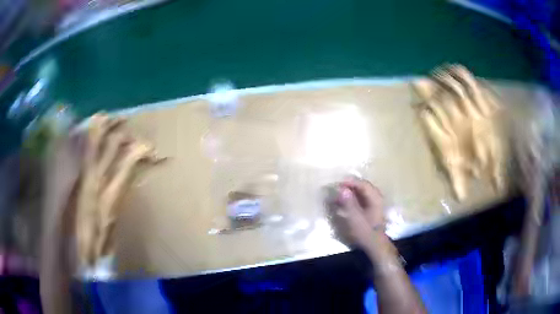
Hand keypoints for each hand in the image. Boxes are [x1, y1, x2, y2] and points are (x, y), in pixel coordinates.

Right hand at [327, 178, 385, 249]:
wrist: (374, 244)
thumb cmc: (365, 232)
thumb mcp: (355, 218)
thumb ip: (349, 203)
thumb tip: (342, 189)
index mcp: (375, 197)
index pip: (362, 184)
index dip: (349, 182)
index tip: (336, 184)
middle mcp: (376, 197)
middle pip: (361, 186)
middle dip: (348, 186)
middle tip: (335, 189)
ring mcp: (374, 202)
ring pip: (360, 191)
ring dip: (349, 192)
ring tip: (337, 196)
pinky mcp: (370, 208)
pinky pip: (360, 198)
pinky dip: (352, 198)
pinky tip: (343, 202)